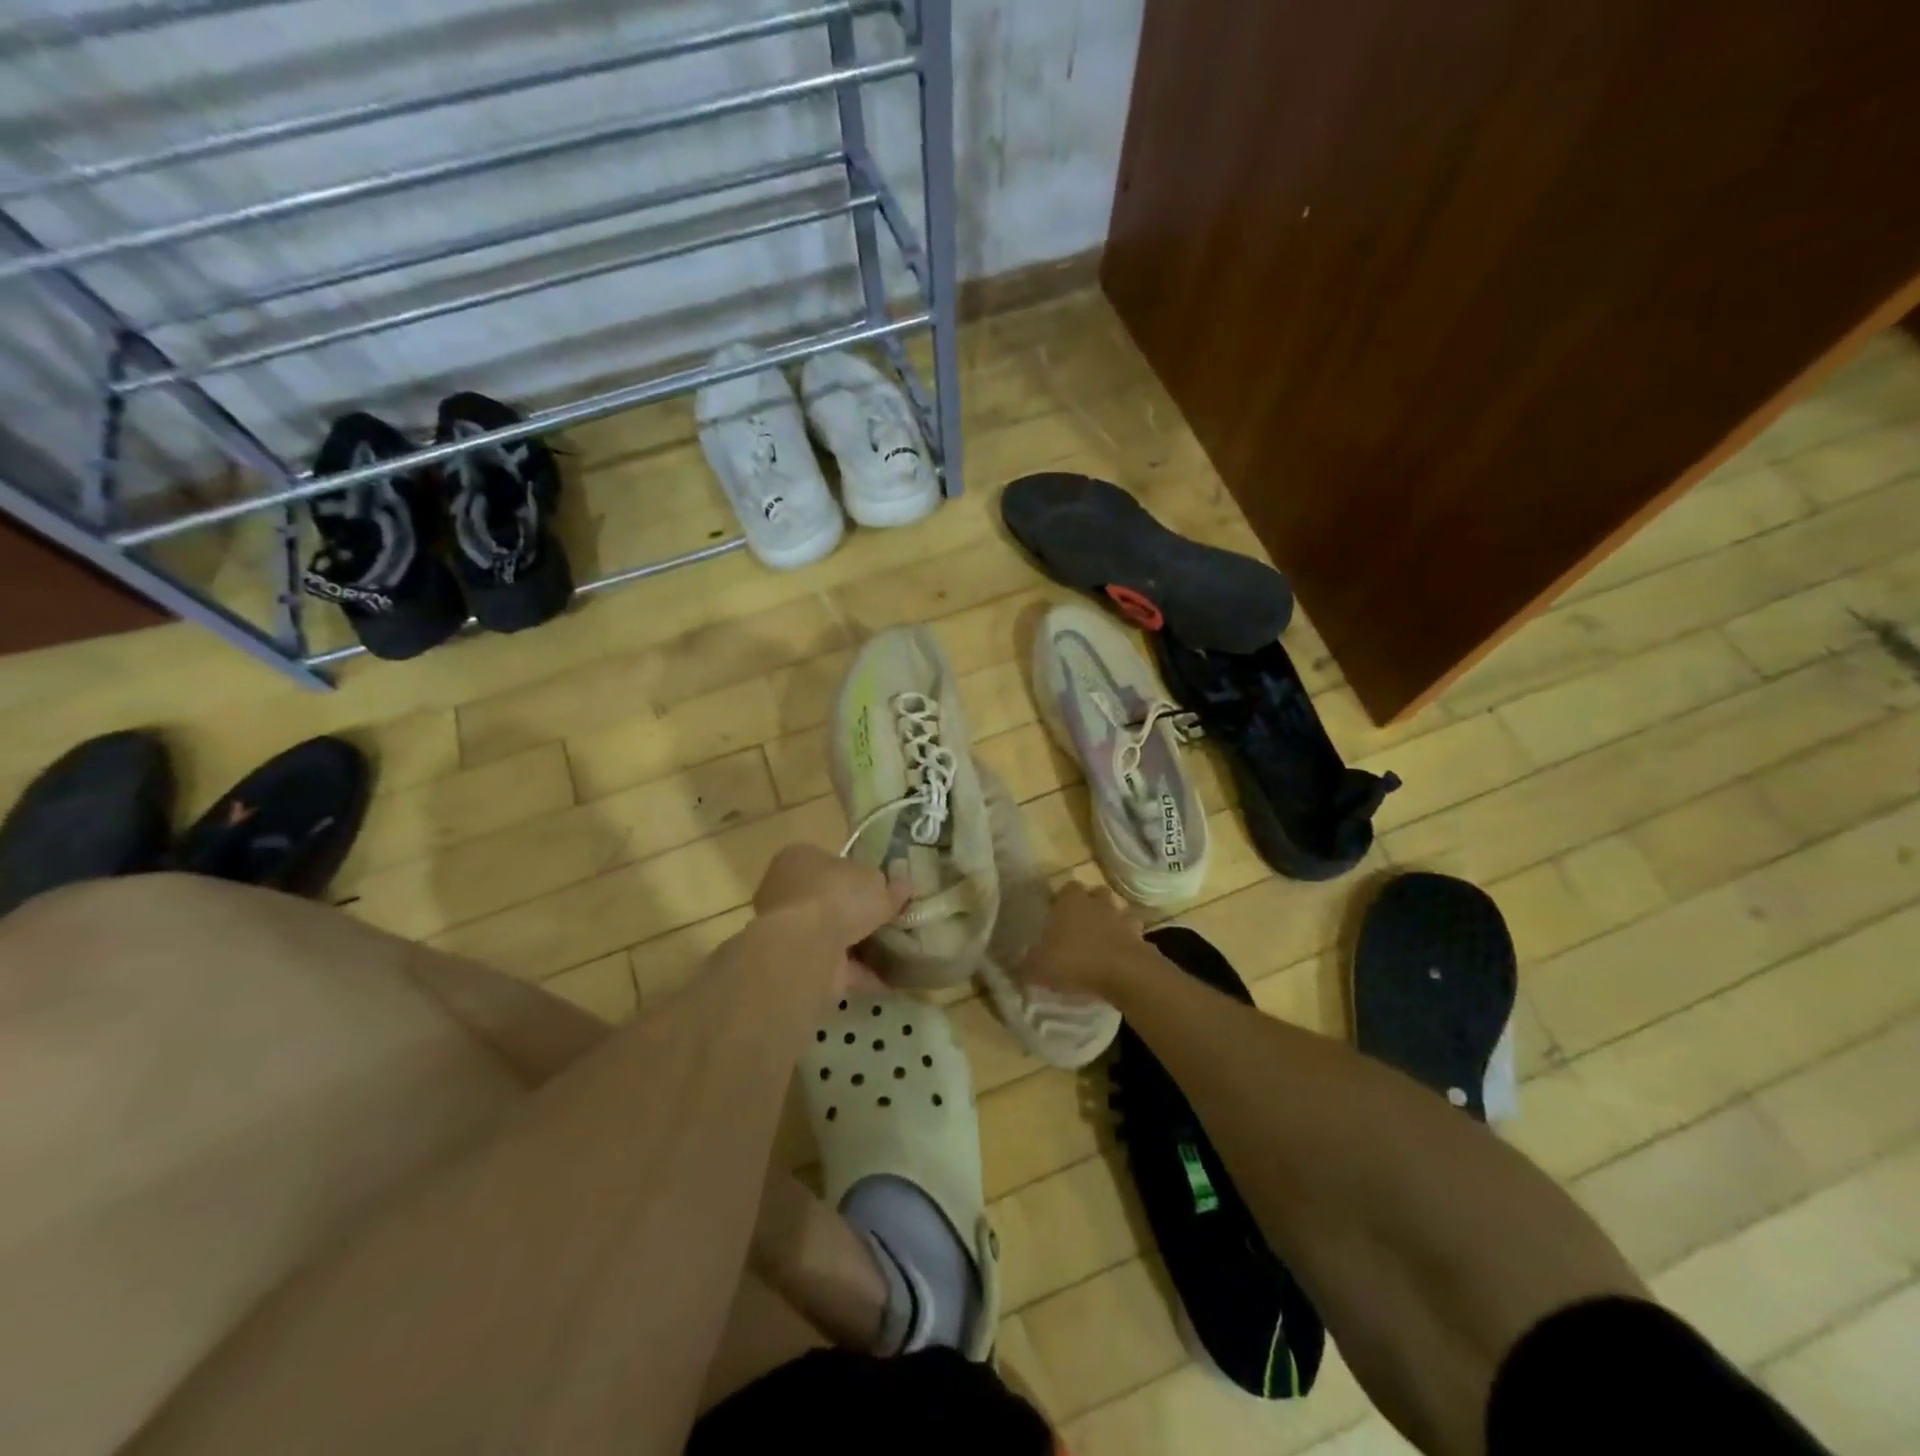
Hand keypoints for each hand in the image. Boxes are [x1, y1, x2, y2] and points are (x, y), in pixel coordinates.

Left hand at [753, 844, 907, 991]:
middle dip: (858, 913)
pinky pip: (837, 966)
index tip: (883, 888)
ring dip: (861, 945)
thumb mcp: (876, 882)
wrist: (806, 949)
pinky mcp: (798, 964)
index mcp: (801, 859)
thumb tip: (904, 884)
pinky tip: (891, 978)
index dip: (858, 874)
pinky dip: (862, 972)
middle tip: (892, 920)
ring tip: (898, 950)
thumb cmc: (837, 896)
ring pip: (832, 935)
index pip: (831, 862)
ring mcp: (790, 931)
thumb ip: (890, 886)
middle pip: (831, 900)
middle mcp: (788, 892)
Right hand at [1016, 882, 1144, 998]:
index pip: (1066, 888)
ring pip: (1116, 912)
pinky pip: (1132, 936)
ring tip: (1100, 942)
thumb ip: (1025, 966)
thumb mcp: (1038, 968)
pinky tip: (1118, 958)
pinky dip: (1126, 943)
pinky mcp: (1141, 938)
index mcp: (1071, 901)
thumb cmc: (1075, 961)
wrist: (1125, 973)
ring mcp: (1122, 918)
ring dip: (1110, 922)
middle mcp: (1097, 903)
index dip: (1061, 900)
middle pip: (1095, 894)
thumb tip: (1016, 970)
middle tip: (1078, 926)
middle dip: (1089, 906)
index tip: (1055, 915)